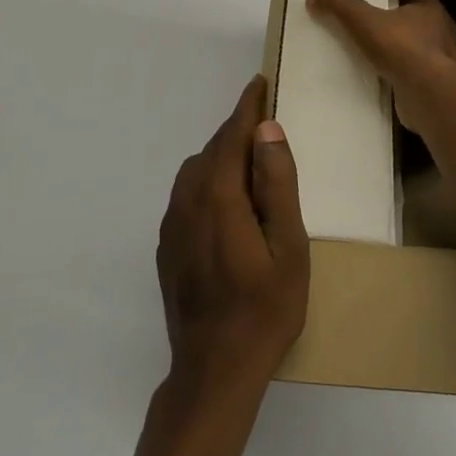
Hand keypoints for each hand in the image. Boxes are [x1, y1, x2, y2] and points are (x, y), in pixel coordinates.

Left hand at [156, 76, 308, 400]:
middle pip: (213, 149)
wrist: (213, 371)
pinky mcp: (168, 246)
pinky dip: (209, 181)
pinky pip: (188, 194)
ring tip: (253, 162)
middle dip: (238, 130)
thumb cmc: (263, 309)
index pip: (232, 135)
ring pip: (197, 170)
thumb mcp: (287, 247)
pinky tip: (229, 202)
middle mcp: (187, 200)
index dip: (248, 107)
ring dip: (223, 156)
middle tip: (266, 122)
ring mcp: (172, 224)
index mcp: (218, 195)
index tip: (260, 83)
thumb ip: (277, 184)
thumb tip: (266, 130)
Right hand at [306, 0, 455, 137]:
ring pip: (426, 56)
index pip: (417, 2)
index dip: (399, 6)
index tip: (380, 14)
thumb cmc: (399, 47)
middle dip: (404, 33)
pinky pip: (424, 80)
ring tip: (382, 66)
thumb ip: (339, 5)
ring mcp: (449, 63)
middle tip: (377, 41)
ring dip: (409, 60)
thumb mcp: (362, 19)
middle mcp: (446, 34)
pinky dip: (410, 82)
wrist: (426, 92)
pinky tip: (392, 88)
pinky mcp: (443, 89)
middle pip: (422, 29)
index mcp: (432, 11)